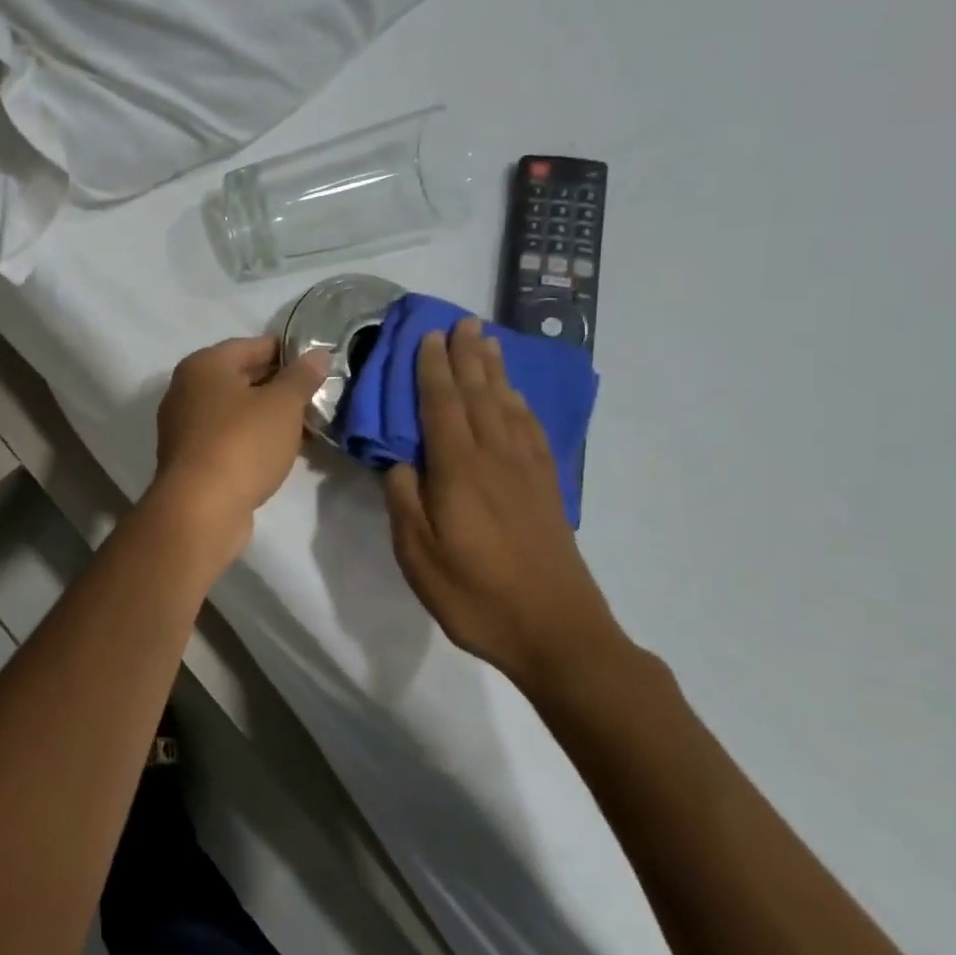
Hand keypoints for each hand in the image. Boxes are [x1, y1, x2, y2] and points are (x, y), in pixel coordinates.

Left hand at [148, 335, 329, 557]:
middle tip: (319, 397)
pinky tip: (282, 450)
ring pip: (236, 411)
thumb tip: (318, 354)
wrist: (200, 510)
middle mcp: (187, 389)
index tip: (320, 365)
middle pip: (242, 377)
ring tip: (308, 425)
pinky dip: (254, 439)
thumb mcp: (282, 405)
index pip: (254, 345)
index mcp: (204, 365)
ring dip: (269, 416)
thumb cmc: (242, 444)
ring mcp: (185, 425)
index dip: (290, 352)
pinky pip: (228, 437)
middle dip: (281, 387)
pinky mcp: (190, 458)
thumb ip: (302, 376)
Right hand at [384, 317, 625, 691]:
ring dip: (496, 371)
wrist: (556, 631)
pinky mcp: (548, 488)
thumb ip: (404, 499)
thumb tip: (399, 460)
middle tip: (463, 322)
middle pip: (480, 395)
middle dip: (468, 357)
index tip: (428, 337)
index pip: (442, 406)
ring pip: (508, 406)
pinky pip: (532, 430)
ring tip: (489, 342)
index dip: (434, 369)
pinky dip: (521, 404)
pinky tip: (516, 398)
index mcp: (460, 471)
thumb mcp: (418, 554)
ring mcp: (527, 472)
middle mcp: (496, 458)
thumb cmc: (475, 594)